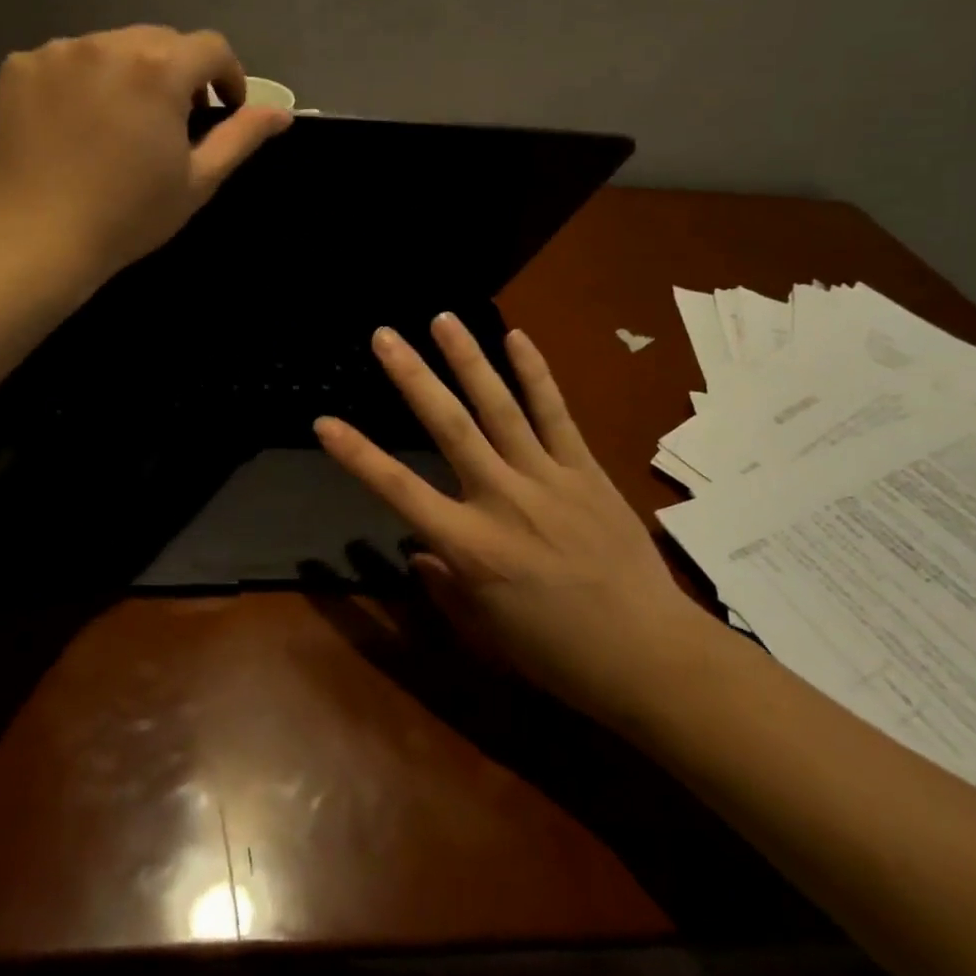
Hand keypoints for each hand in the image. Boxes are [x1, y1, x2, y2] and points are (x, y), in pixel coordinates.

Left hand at [0, 26, 291, 281]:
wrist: (34, 239)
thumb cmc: (128, 215)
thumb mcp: (198, 180)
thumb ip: (241, 136)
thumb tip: (282, 113)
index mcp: (158, 69)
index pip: (211, 47)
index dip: (227, 75)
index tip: (223, 107)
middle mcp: (107, 44)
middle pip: (160, 41)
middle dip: (178, 72)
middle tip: (174, 119)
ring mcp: (57, 52)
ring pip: (111, 47)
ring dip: (129, 73)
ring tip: (121, 121)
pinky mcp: (18, 66)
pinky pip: (66, 60)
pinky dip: (81, 81)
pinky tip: (76, 123)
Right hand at [315, 315, 711, 720]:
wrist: (650, 656)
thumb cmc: (559, 655)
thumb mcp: (487, 633)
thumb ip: (445, 587)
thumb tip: (419, 551)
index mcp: (472, 547)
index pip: (401, 491)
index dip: (359, 456)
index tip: (324, 422)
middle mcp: (503, 499)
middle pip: (450, 427)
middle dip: (412, 377)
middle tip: (384, 335)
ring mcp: (547, 478)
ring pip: (500, 407)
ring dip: (468, 359)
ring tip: (443, 319)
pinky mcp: (585, 470)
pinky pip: (556, 413)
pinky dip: (535, 374)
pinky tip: (516, 337)